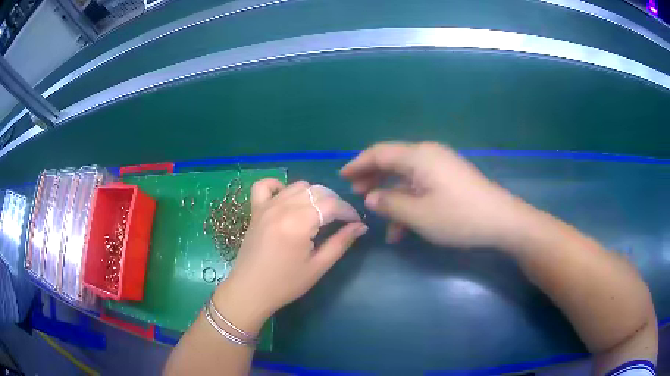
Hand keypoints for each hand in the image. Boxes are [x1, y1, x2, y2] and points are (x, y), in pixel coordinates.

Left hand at [215, 179, 366, 330]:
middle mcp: (282, 207)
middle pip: (317, 191)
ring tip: (319, 212)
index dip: (348, 211)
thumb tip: (361, 226)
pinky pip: (265, 185)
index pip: (332, 204)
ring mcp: (266, 205)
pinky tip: (287, 199)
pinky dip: (279, 186)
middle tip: (341, 220)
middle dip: (335, 202)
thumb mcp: (318, 266)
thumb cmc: (286, 283)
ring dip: (313, 194)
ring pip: (297, 185)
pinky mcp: (255, 209)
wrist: (250, 290)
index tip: (356, 222)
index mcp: (299, 222)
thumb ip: (341, 242)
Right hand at [340, 142, 529, 247]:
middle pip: (392, 162)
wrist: (501, 220)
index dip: (358, 164)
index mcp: (419, 157)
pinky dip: (409, 202)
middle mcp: (428, 156)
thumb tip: (371, 197)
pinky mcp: (450, 180)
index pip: (379, 153)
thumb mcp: (419, 214)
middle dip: (372, 178)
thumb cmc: (458, 216)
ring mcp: (441, 167)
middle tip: (356, 194)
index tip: (342, 177)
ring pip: (406, 177)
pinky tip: (403, 228)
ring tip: (378, 216)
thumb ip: (390, 204)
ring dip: (391, 195)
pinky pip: (421, 186)